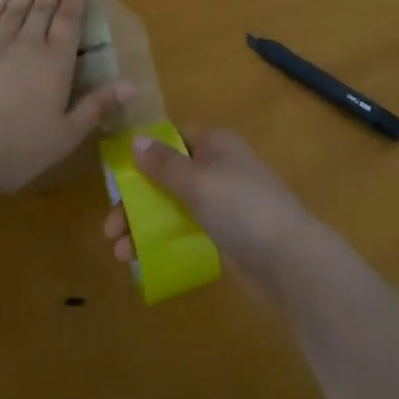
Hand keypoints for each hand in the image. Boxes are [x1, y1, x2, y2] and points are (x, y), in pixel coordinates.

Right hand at [102, 129, 320, 299]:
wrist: (288, 260)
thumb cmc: (240, 207)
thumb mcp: (197, 180)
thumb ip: (164, 163)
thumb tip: (136, 139)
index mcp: (215, 144)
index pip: (173, 138)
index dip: (144, 153)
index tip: (116, 176)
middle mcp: (218, 167)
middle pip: (167, 176)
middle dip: (136, 201)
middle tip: (110, 228)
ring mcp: (223, 202)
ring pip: (173, 207)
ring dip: (143, 226)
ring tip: (119, 253)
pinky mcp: (225, 235)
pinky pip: (185, 230)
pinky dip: (163, 241)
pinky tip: (140, 261)